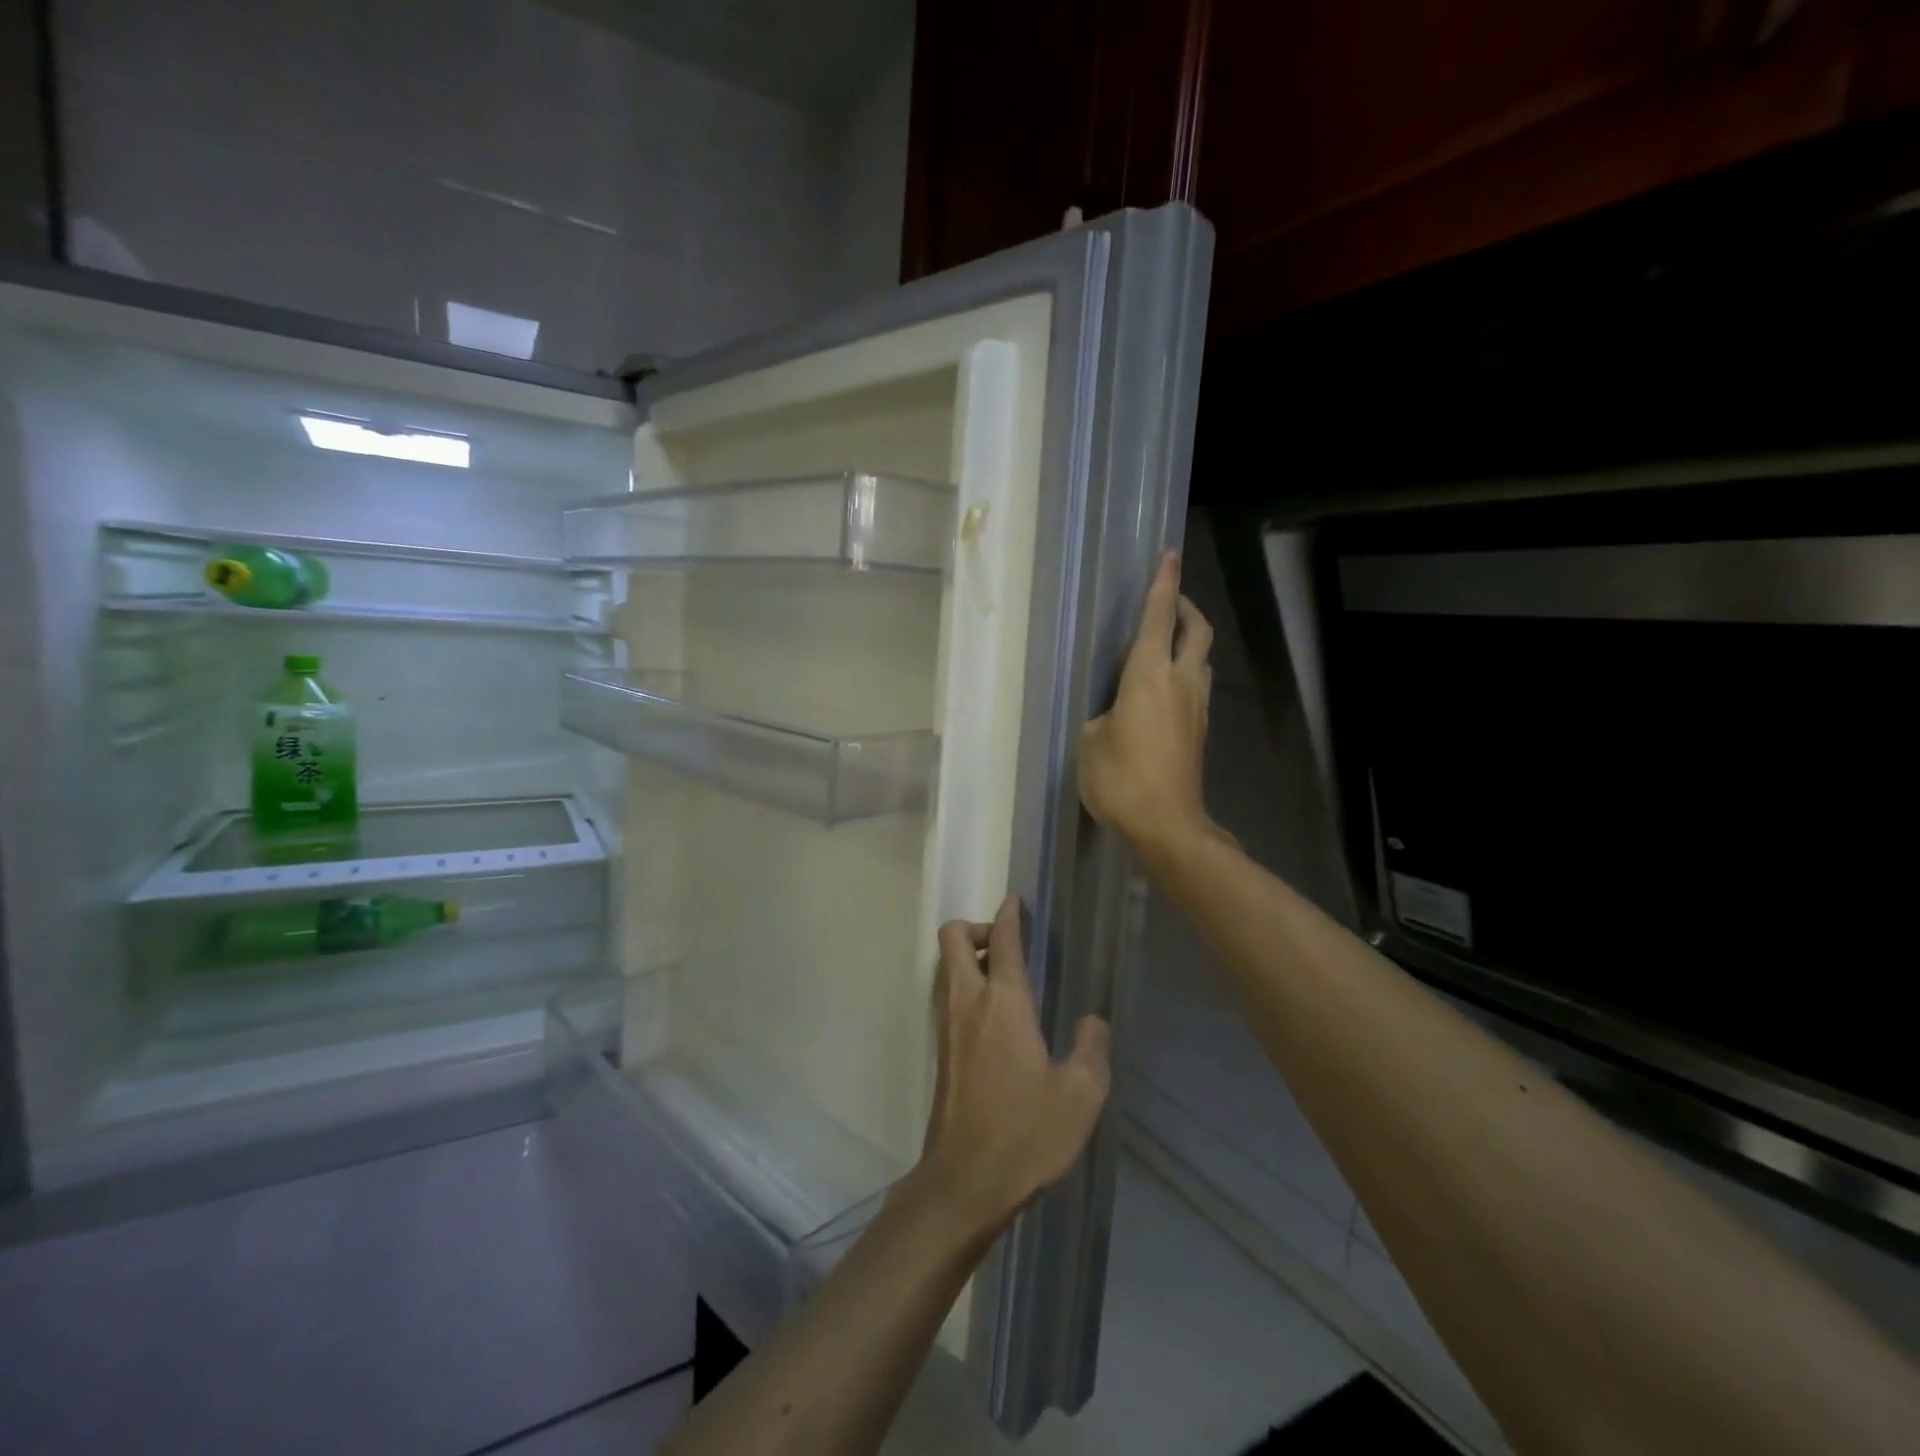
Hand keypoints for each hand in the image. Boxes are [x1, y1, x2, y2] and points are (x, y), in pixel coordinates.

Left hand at [915, 896, 1111, 1240]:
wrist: (965, 1181)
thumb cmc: (1026, 1133)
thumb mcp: (1080, 1094)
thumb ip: (1092, 1049)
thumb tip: (1093, 1021)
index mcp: (1003, 1002)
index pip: (1002, 941)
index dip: (1009, 915)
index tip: (1015, 902)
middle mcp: (967, 1002)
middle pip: (952, 939)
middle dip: (975, 927)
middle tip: (1004, 944)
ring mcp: (947, 1027)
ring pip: (944, 967)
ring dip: (966, 957)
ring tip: (1001, 976)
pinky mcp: (941, 1052)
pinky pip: (945, 996)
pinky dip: (962, 986)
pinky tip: (991, 1016)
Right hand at [1078, 552, 1217, 861]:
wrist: (1167, 826)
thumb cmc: (1120, 779)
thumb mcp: (1089, 742)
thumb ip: (1100, 717)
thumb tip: (1113, 716)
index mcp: (1148, 676)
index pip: (1158, 618)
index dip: (1163, 585)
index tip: (1169, 556)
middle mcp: (1180, 683)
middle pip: (1197, 631)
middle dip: (1186, 608)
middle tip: (1171, 600)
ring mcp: (1196, 708)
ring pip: (1203, 659)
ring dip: (1190, 641)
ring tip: (1168, 642)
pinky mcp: (1199, 732)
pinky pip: (1198, 687)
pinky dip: (1187, 672)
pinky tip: (1167, 688)